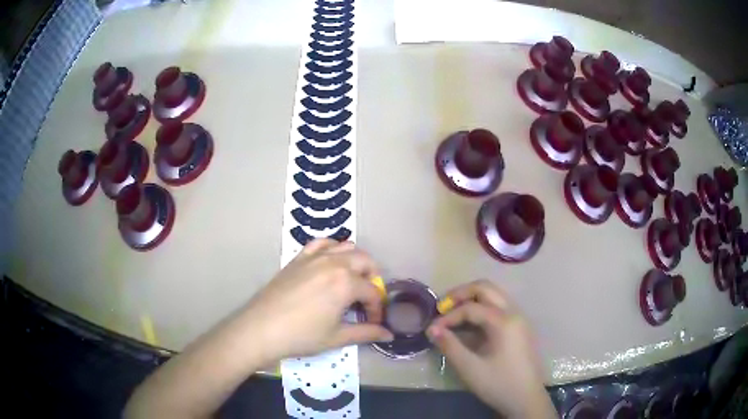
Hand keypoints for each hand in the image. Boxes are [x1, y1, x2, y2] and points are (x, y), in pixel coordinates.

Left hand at [242, 239, 392, 362]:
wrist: (262, 329)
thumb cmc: (301, 335)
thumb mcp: (337, 337)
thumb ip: (366, 333)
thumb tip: (389, 334)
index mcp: (346, 282)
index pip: (373, 292)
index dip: (377, 309)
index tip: (373, 323)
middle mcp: (334, 263)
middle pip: (365, 261)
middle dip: (372, 280)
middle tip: (365, 301)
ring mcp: (314, 257)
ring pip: (346, 247)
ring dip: (356, 262)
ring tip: (351, 282)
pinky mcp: (299, 258)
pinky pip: (321, 243)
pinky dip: (332, 249)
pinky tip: (330, 263)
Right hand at [427, 280, 555, 418]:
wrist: (526, 399)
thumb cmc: (498, 384)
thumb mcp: (470, 368)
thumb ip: (450, 346)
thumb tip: (431, 329)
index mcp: (504, 321)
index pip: (471, 308)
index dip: (448, 316)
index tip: (432, 330)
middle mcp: (514, 313)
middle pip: (486, 288)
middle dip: (461, 294)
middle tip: (442, 308)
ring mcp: (519, 319)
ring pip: (494, 295)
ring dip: (472, 299)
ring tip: (453, 315)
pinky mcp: (519, 328)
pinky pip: (499, 308)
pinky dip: (482, 309)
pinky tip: (470, 326)